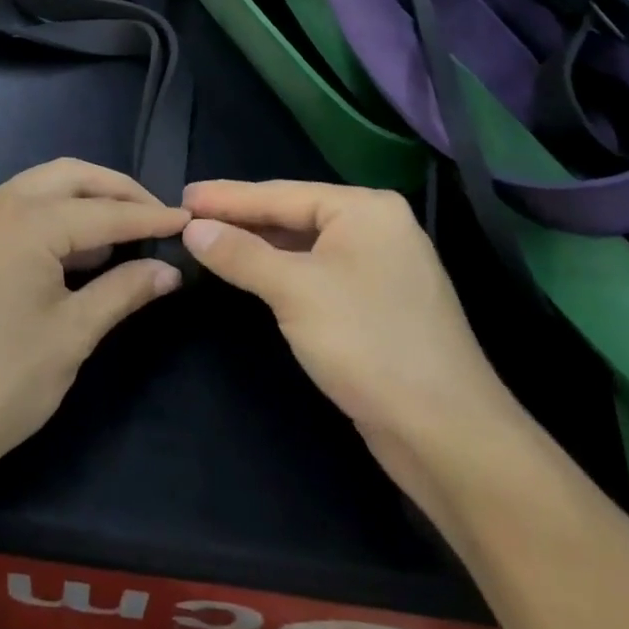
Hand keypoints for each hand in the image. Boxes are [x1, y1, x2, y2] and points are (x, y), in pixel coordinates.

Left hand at [0, 160, 187, 501]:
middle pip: (69, 176)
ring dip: (81, 200)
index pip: (103, 211)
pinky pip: (12, 209)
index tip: (187, 221)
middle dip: (116, 192)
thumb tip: (170, 271)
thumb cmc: (2, 383)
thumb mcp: (73, 334)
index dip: (149, 219)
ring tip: (121, 235)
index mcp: (25, 221)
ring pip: (38, 188)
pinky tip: (71, 250)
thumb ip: (124, 290)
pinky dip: (48, 216)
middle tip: (156, 217)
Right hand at [181, 180, 521, 486]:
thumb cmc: (368, 344)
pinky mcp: (376, 303)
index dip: (227, 197)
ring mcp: (380, 267)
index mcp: (364, 209)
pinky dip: (281, 271)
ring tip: (208, 239)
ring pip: (303, 246)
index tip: (182, 194)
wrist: (446, 434)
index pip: (280, 194)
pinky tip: (251, 273)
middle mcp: (376, 228)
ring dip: (258, 246)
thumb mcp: (294, 291)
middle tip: (187, 216)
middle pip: (292, 215)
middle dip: (241, 218)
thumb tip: (193, 227)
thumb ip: (241, 254)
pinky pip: (316, 272)